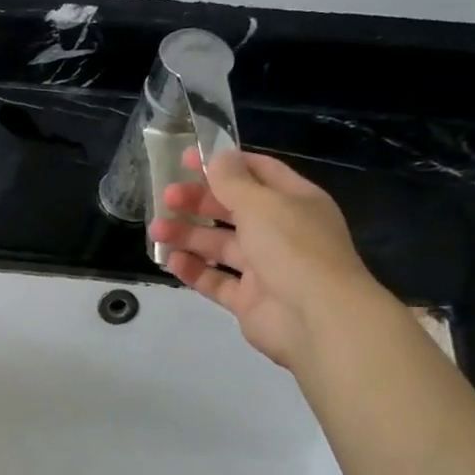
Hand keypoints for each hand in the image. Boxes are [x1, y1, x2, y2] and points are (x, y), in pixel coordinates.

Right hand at [148, 149, 390, 369]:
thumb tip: (217, 155)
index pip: (258, 173)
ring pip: (220, 245)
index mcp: (294, 202)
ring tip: (157, 231)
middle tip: (166, 198)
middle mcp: (281, 232)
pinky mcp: (249, 300)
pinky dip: (194, 270)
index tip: (186, 159)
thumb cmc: (293, 248)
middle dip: (198, 201)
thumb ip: (232, 181)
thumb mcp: (261, 203)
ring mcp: (265, 268)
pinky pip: (216, 280)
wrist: (318, 319)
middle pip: (233, 209)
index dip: (223, 164)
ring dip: (188, 235)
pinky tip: (171, 261)